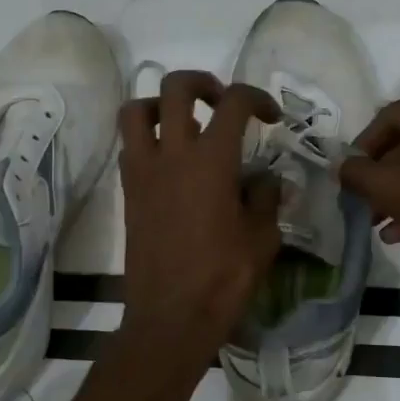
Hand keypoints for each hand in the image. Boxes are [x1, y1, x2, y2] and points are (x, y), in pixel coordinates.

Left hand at [117, 70, 282, 356]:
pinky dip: (148, 138)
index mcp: (211, 161)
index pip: (234, 103)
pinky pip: (130, 146)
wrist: (170, 318)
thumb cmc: (223, 279)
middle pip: (175, 87)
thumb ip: (265, 199)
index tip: (270, 116)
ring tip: (184, 122)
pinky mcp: (128, 192)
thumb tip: (266, 180)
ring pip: (136, 110)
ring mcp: (143, 172)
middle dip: (202, 82)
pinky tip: (172, 162)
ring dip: (161, 104)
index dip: (256, 98)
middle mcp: (171, 155)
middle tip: (221, 101)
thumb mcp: (262, 238)